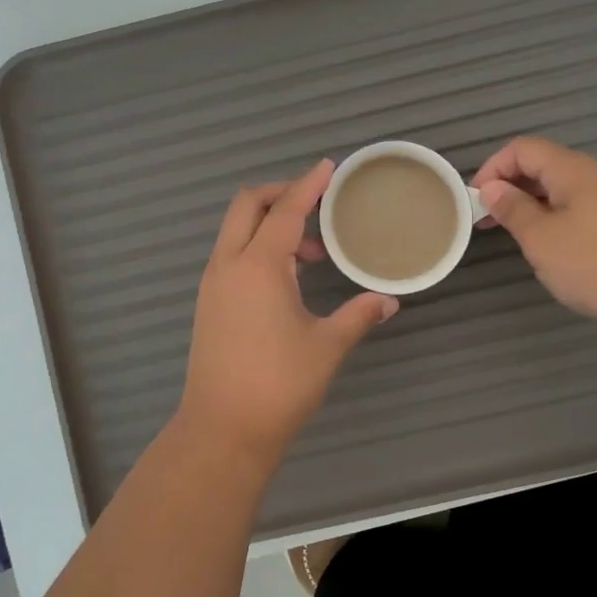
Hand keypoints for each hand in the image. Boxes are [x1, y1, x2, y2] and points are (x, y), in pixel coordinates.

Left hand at [176, 160, 398, 471]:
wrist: (223, 430)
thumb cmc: (279, 385)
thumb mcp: (327, 346)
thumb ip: (358, 315)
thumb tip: (388, 301)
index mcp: (258, 266)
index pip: (285, 210)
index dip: (308, 185)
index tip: (328, 167)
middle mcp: (229, 265)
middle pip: (248, 205)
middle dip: (281, 193)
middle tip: (317, 202)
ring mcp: (213, 284)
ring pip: (236, 230)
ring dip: (270, 224)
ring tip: (313, 250)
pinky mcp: (209, 304)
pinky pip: (232, 255)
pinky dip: (257, 247)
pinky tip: (288, 276)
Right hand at [471, 137, 596, 337]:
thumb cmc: (596, 263)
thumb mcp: (541, 238)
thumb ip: (514, 209)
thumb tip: (493, 189)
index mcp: (572, 170)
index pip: (523, 148)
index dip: (493, 167)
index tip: (475, 200)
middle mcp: (595, 176)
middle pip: (544, 166)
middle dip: (510, 187)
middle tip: (488, 220)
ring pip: (562, 190)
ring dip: (532, 205)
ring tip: (516, 236)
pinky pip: (579, 209)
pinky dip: (555, 219)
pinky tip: (553, 249)